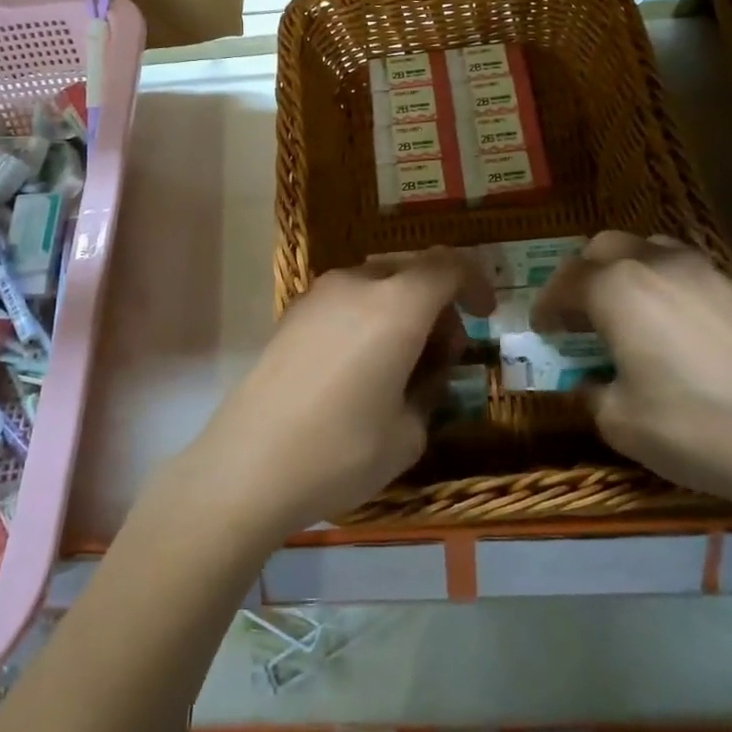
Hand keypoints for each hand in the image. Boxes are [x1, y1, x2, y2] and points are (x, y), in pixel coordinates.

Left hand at [181, 249, 494, 540]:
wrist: (246, 465)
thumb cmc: (339, 452)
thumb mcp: (408, 434)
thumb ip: (430, 388)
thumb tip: (426, 370)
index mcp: (396, 305)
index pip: (448, 265)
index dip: (475, 283)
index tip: (485, 315)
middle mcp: (356, 285)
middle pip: (412, 270)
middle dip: (438, 302)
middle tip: (444, 354)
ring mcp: (317, 295)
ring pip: (377, 283)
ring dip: (402, 309)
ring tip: (401, 363)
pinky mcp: (292, 313)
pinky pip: (346, 299)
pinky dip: (369, 316)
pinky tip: (361, 365)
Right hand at [532, 232, 731, 529]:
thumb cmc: (694, 429)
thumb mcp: (620, 421)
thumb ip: (592, 392)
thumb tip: (589, 383)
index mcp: (617, 289)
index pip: (565, 283)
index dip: (547, 306)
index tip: (542, 329)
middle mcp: (656, 265)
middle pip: (604, 248)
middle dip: (582, 275)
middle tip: (578, 313)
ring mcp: (704, 272)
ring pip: (649, 249)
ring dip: (625, 271)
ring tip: (626, 312)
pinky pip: (685, 269)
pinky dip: (664, 284)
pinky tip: (673, 326)